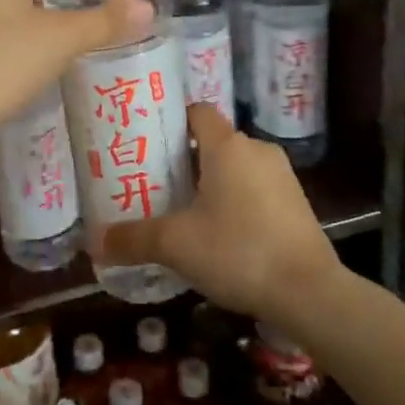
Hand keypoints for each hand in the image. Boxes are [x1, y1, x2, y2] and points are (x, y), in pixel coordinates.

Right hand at [94, 104, 340, 322]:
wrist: (309, 292)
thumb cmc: (238, 252)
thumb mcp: (176, 245)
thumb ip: (134, 239)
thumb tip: (94, 243)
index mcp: (228, 146)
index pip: (197, 112)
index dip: (172, 121)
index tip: (148, 142)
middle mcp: (257, 150)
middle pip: (214, 142)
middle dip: (186, 160)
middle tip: (155, 184)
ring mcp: (282, 176)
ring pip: (236, 168)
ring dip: (212, 184)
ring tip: (183, 212)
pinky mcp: (296, 203)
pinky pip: (256, 190)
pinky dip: (236, 202)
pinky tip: (220, 234)